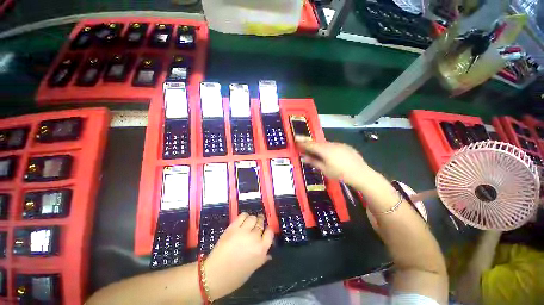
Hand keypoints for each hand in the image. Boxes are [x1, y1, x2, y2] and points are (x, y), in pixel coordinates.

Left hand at [203, 213, 273, 299]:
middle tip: (257, 225)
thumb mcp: (252, 269)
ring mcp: (243, 232)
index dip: (268, 230)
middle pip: (261, 223)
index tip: (266, 230)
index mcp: (261, 250)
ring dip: (252, 219)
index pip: (270, 233)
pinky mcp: (233, 228)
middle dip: (260, 223)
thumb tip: (268, 254)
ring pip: (252, 218)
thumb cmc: (234, 277)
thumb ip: (262, 258)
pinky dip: (244, 216)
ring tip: (250, 222)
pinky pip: (242, 216)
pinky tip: (243, 220)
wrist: (214, 276)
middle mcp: (254, 239)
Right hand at [296, 140, 371, 187]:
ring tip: (314, 151)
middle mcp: (331, 144)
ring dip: (318, 146)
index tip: (296, 139)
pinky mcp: (345, 146)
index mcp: (325, 150)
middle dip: (309, 144)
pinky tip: (328, 154)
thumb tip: (304, 157)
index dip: (302, 142)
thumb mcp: (325, 169)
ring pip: (325, 144)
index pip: (310, 145)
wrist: (361, 174)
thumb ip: (314, 162)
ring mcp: (339, 144)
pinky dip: (327, 148)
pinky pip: (332, 145)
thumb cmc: (340, 174)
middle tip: (303, 144)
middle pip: (317, 143)